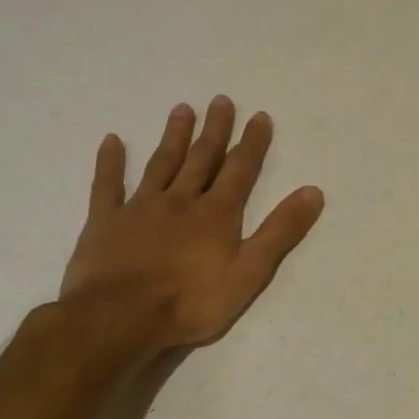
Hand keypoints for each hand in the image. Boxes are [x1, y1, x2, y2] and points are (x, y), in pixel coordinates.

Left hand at [60, 97, 323, 349]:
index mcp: (216, 214)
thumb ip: (281, 231)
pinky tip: (112, 140)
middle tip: (221, 100)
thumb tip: (313, 192)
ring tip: (182, 109)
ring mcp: (139, 208)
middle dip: (215, 130)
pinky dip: (110, 162)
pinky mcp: (105, 222)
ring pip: (161, 164)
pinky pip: (107, 185)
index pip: (240, 171)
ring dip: (174, 137)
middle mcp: (180, 201)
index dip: (252, 144)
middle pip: (201, 159)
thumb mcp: (250, 271)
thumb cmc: (192, 300)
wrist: (120, 317)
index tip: (259, 116)